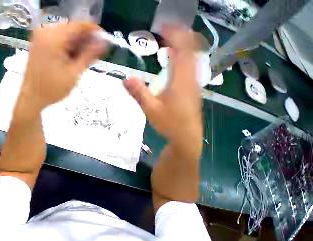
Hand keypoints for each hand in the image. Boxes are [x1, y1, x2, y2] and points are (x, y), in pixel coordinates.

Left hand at [21, 22, 106, 110]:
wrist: (33, 98)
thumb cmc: (53, 89)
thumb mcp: (74, 74)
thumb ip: (88, 56)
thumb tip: (104, 43)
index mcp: (53, 37)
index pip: (80, 26)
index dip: (95, 32)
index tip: (104, 42)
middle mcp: (45, 32)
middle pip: (72, 30)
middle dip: (86, 42)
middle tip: (95, 56)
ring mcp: (41, 38)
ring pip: (66, 37)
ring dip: (78, 47)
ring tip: (85, 61)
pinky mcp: (40, 46)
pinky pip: (59, 42)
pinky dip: (69, 50)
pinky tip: (74, 61)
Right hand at [123, 26, 201, 154]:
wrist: (185, 136)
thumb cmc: (169, 123)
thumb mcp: (150, 109)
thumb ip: (138, 93)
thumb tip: (125, 78)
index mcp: (180, 80)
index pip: (181, 50)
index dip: (174, 35)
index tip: (162, 27)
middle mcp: (190, 77)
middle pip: (191, 49)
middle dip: (180, 36)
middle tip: (166, 31)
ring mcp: (194, 83)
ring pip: (193, 57)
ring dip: (183, 45)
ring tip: (170, 41)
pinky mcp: (193, 88)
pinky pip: (191, 66)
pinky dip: (184, 57)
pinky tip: (175, 61)